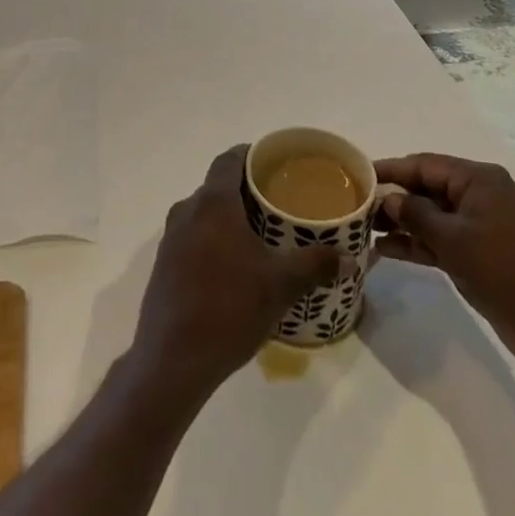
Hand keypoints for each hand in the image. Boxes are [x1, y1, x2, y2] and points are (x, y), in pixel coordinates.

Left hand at [131, 145, 340, 397]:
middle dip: (246, 191)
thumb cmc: (229, 308)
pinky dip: (214, 240)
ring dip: (229, 218)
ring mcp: (171, 238)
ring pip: (204, 213)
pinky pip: (193, 237)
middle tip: (277, 204)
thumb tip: (350, 257)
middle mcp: (188, 210)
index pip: (230, 158)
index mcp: (213, 201)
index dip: (252, 155)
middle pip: (218, 185)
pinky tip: (234, 269)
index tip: (275, 164)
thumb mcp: (281, 285)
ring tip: (260, 237)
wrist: (172, 360)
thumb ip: (315, 265)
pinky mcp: (164, 265)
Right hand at [375, 153, 514, 379]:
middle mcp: (478, 196)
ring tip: (363, 232)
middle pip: (426, 189)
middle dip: (393, 199)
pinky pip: (441, 241)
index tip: (356, 176)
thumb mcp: (457, 241)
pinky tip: (386, 251)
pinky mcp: (479, 256)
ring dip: (401, 224)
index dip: (390, 169)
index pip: (424, 165)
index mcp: (478, 180)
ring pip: (431, 217)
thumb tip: (389, 199)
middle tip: (355, 208)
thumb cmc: (509, 272)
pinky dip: (417, 245)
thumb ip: (417, 216)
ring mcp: (479, 227)